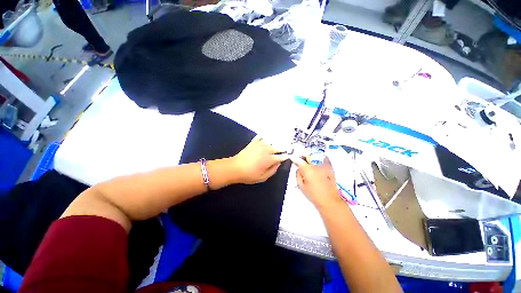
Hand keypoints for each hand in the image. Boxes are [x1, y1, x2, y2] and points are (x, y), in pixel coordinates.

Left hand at [231, 136, 288, 183]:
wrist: (235, 168)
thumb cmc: (249, 175)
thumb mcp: (263, 177)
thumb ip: (272, 170)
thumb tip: (278, 164)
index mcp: (269, 159)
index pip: (280, 157)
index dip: (285, 157)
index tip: (287, 157)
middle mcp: (266, 150)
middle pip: (277, 148)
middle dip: (281, 149)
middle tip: (284, 150)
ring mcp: (259, 145)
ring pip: (270, 142)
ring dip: (274, 144)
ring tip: (276, 145)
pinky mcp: (253, 143)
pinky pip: (260, 137)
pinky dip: (263, 137)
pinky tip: (265, 138)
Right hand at [291, 156, 340, 208]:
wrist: (329, 200)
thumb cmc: (313, 195)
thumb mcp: (301, 186)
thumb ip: (298, 175)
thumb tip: (298, 169)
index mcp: (308, 170)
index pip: (299, 160)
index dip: (294, 159)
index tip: (292, 159)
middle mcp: (316, 165)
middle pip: (308, 156)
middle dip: (303, 157)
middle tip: (301, 161)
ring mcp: (324, 166)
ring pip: (316, 155)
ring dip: (311, 157)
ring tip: (309, 161)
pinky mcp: (330, 168)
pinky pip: (325, 158)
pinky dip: (320, 157)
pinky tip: (318, 162)